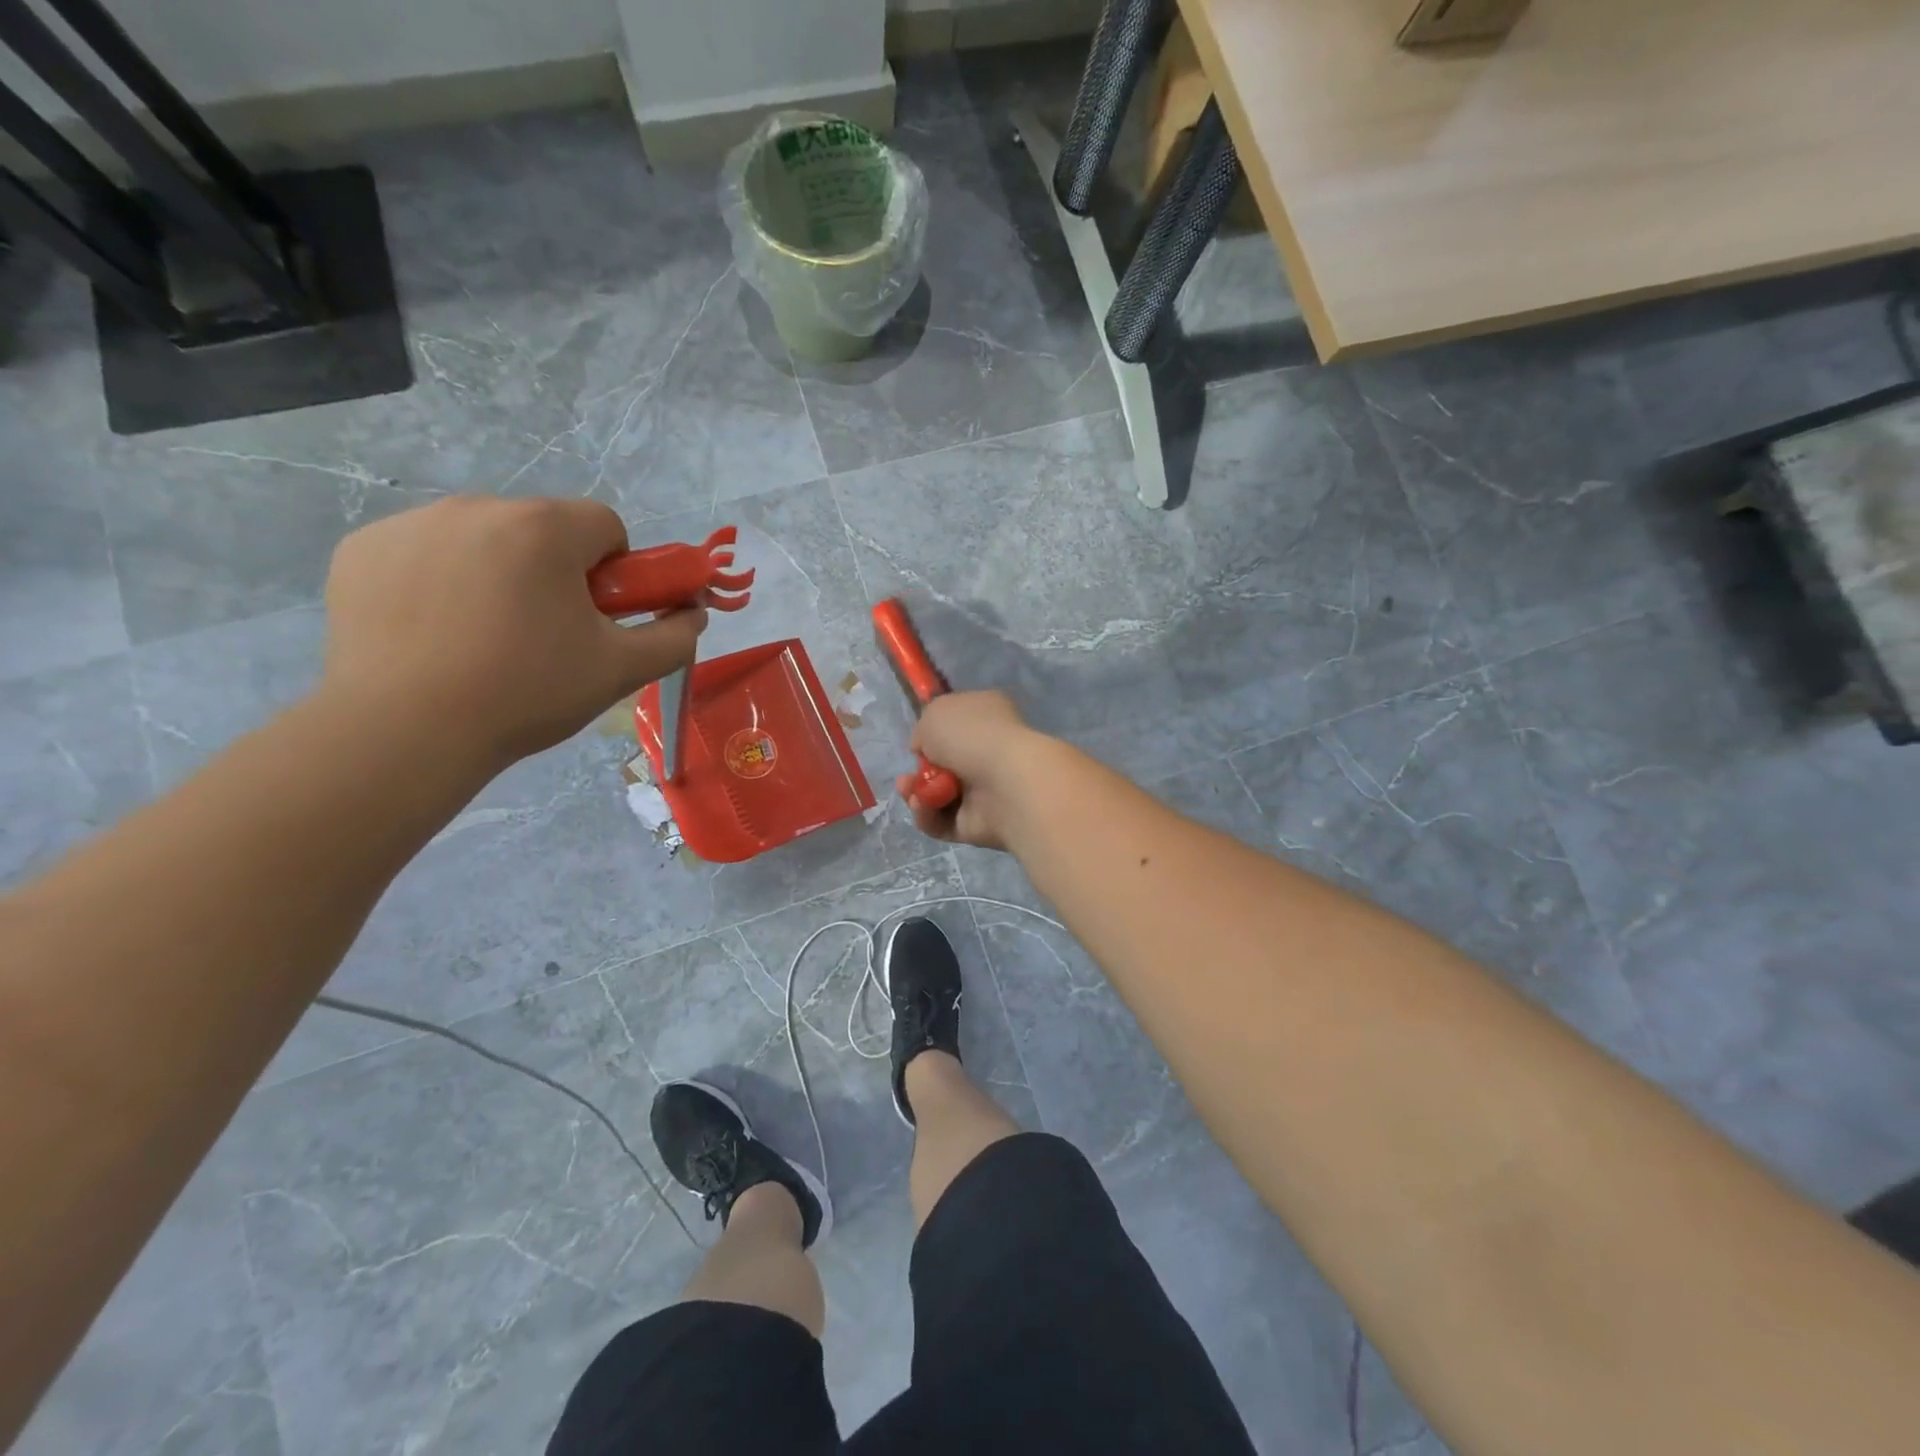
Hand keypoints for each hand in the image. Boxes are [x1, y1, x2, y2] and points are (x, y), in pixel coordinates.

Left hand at [321, 496, 704, 767]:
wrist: (405, 731)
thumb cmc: (528, 692)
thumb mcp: (621, 670)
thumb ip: (674, 636)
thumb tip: (694, 614)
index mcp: (545, 529)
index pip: (605, 525)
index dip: (616, 572)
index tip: (598, 616)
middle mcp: (477, 507)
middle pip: (543, 530)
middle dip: (555, 572)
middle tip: (547, 635)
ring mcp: (411, 524)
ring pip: (483, 539)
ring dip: (499, 573)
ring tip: (485, 639)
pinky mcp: (361, 550)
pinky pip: (424, 553)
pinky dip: (439, 582)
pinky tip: (434, 633)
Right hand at [897, 690, 1051, 851]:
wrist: (1006, 782)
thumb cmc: (972, 735)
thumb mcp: (935, 713)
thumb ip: (925, 729)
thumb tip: (925, 749)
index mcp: (987, 717)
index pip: (957, 724)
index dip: (933, 733)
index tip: (917, 741)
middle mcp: (988, 752)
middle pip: (943, 765)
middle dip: (918, 772)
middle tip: (905, 778)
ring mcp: (986, 791)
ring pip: (938, 796)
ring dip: (917, 794)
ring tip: (910, 791)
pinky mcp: (978, 824)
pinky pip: (943, 822)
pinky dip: (928, 815)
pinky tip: (923, 806)